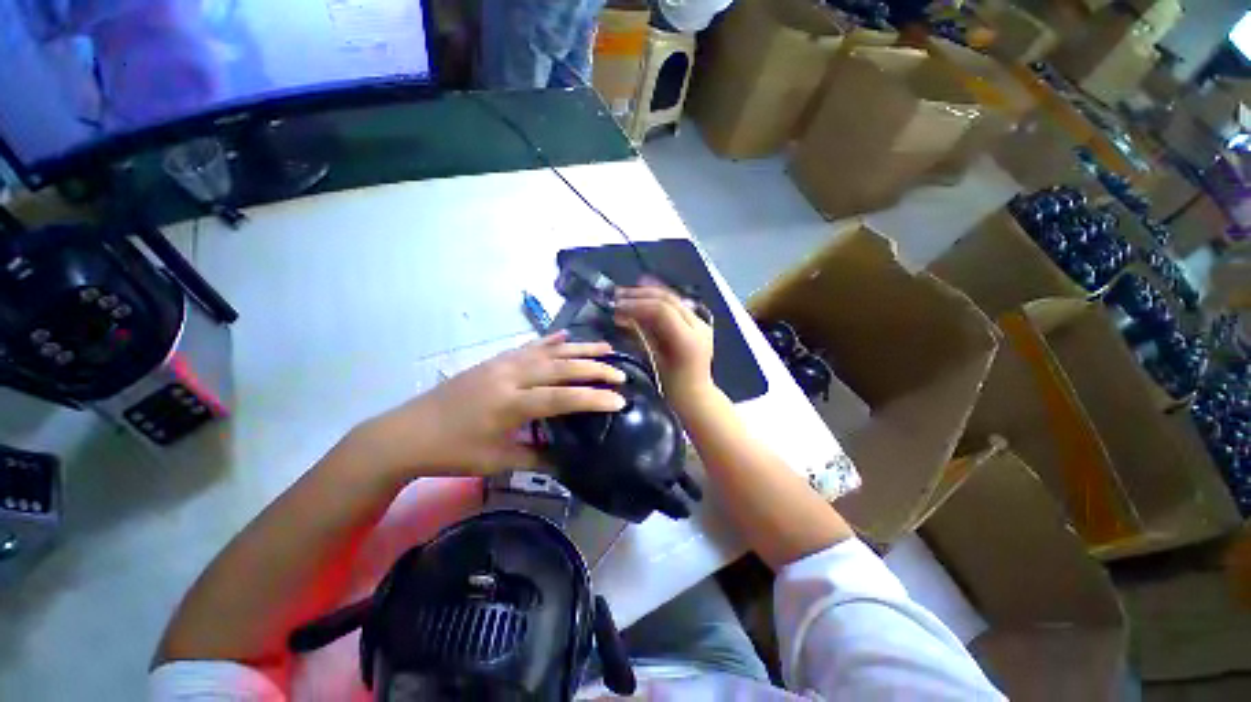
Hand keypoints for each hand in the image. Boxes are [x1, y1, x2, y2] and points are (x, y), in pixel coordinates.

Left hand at [353, 332, 625, 478]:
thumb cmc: (452, 452)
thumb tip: (568, 463)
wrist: (407, 432)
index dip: (592, 399)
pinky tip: (566, 335)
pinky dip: (550, 340)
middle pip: (561, 368)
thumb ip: (537, 458)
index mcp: (511, 404)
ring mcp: (503, 364)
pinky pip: (529, 346)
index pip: (561, 398)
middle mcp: (511, 376)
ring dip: (580, 349)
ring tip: (606, 347)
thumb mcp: (496, 461)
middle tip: (620, 372)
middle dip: (594, 369)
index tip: (619, 399)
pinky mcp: (495, 360)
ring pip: (549, 351)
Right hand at [614, 282, 715, 408]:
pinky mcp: (698, 323)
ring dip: (648, 294)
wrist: (695, 396)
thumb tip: (622, 316)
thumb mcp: (652, 361)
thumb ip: (640, 335)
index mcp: (687, 339)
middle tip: (618, 295)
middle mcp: (698, 326)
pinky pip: (676, 306)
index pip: (662, 311)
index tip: (618, 306)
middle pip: (668, 300)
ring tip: (627, 293)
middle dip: (641, 295)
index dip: (637, 305)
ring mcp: (701, 323)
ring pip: (673, 299)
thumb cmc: (670, 387)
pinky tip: (643, 298)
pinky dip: (658, 301)